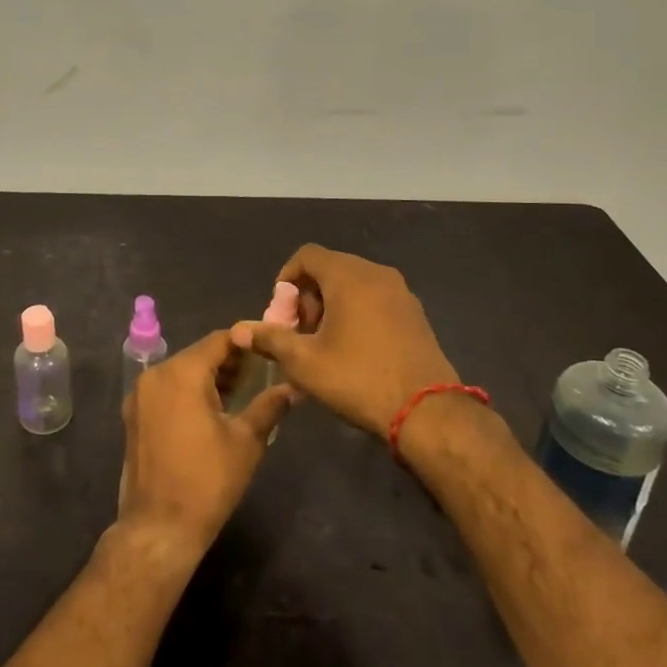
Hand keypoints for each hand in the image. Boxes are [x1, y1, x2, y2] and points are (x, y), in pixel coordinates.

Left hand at [114, 328, 297, 567]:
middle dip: (229, 362)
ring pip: (181, 372)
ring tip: (240, 394)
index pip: (219, 341)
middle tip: (260, 375)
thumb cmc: (207, 481)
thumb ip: (270, 406)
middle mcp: (154, 374)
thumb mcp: (246, 441)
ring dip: (208, 378)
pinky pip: (166, 390)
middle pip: (198, 354)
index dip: (246, 343)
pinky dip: (188, 392)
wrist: (159, 528)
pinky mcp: (133, 416)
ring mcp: (139, 395)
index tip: (269, 351)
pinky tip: (211, 411)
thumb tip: (294, 388)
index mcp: (181, 372)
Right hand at [233, 244, 458, 435]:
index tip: (281, 314)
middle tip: (299, 333)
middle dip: (307, 296)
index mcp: (348, 276)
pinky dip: (356, 312)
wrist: (428, 411)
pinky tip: (352, 349)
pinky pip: (375, 298)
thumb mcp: (304, 362)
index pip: (307, 255)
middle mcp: (376, 273)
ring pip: (353, 284)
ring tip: (322, 344)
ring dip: (331, 305)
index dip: (286, 279)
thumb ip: (269, 339)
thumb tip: (239, 330)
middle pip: (330, 268)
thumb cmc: (358, 378)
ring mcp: (401, 292)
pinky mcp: (414, 313)